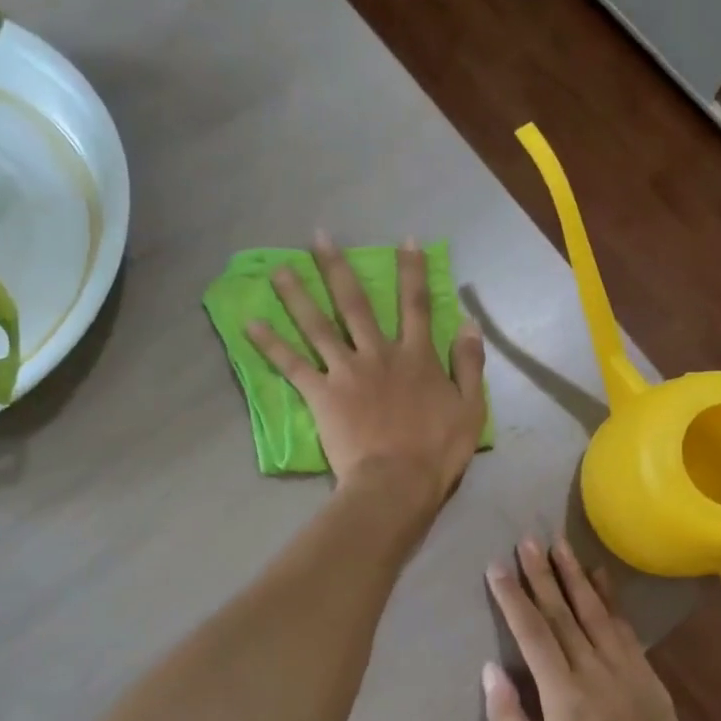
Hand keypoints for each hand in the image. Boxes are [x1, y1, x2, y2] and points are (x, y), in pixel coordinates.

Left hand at [248, 235, 486, 511]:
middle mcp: (379, 354)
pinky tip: (250, 325)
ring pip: (318, 326)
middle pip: (355, 304)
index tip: (405, 241)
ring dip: (297, 295)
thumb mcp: (470, 406)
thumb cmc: (438, 450)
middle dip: (337, 269)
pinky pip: (293, 365)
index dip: (412, 271)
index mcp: (416, 356)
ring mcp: (347, 372)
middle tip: (318, 238)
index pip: (415, 305)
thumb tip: (469, 323)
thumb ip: (469, 363)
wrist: (398, 481)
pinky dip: (271, 345)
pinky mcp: (322, 395)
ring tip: (277, 269)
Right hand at [483, 536, 719, 720]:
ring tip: (559, 544)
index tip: (497, 568)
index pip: (533, 634)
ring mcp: (627, 671)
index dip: (514, 598)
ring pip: (595, 612)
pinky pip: (625, 627)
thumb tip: (490, 670)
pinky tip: (600, 576)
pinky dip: (610, 598)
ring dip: (575, 575)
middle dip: (541, 574)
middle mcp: (596, 674)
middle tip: (527, 540)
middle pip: (563, 613)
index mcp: (564, 698)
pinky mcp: (648, 676)